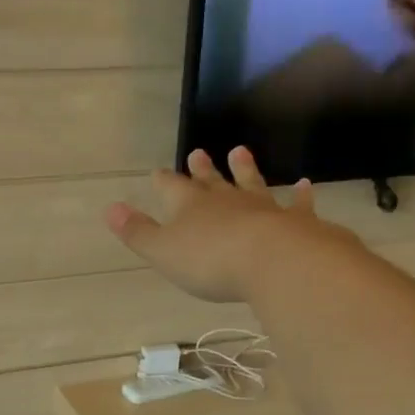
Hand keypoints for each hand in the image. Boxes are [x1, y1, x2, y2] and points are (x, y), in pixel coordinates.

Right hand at [105, 147, 354, 302]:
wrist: (274, 262)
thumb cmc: (210, 261)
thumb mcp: (162, 251)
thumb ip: (137, 231)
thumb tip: (110, 208)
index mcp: (190, 206)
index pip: (172, 188)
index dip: (164, 181)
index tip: (158, 172)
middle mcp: (225, 200)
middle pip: (210, 180)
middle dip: (202, 169)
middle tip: (199, 152)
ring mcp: (262, 207)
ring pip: (250, 183)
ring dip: (244, 169)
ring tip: (240, 152)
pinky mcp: (294, 221)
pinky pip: (296, 204)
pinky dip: (300, 195)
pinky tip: (305, 185)